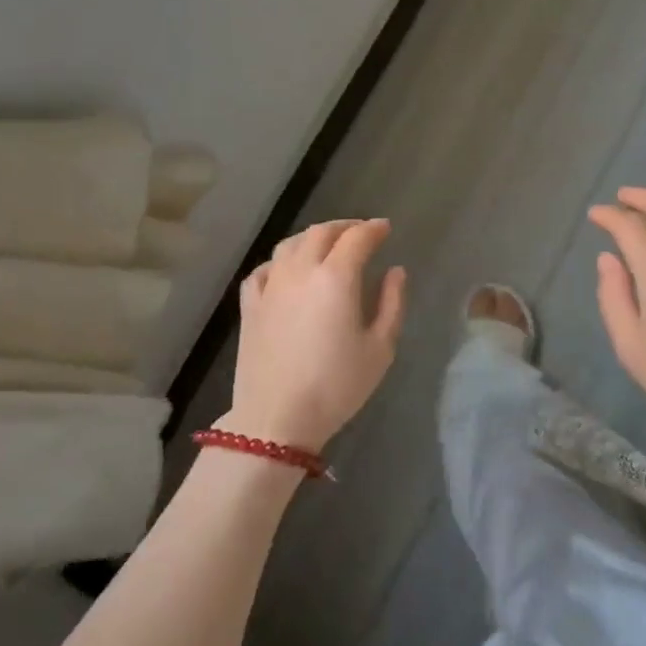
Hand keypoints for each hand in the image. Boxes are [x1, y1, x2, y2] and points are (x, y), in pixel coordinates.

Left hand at [224, 219, 407, 451]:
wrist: (276, 419)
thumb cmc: (336, 385)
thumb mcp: (380, 348)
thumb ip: (392, 303)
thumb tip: (396, 271)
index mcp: (336, 277)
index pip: (357, 238)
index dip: (374, 228)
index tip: (385, 229)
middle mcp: (301, 271)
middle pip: (321, 232)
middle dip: (345, 227)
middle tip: (361, 233)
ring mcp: (271, 286)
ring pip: (290, 244)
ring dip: (312, 237)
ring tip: (326, 245)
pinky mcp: (250, 305)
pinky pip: (264, 269)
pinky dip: (280, 261)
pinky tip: (286, 270)